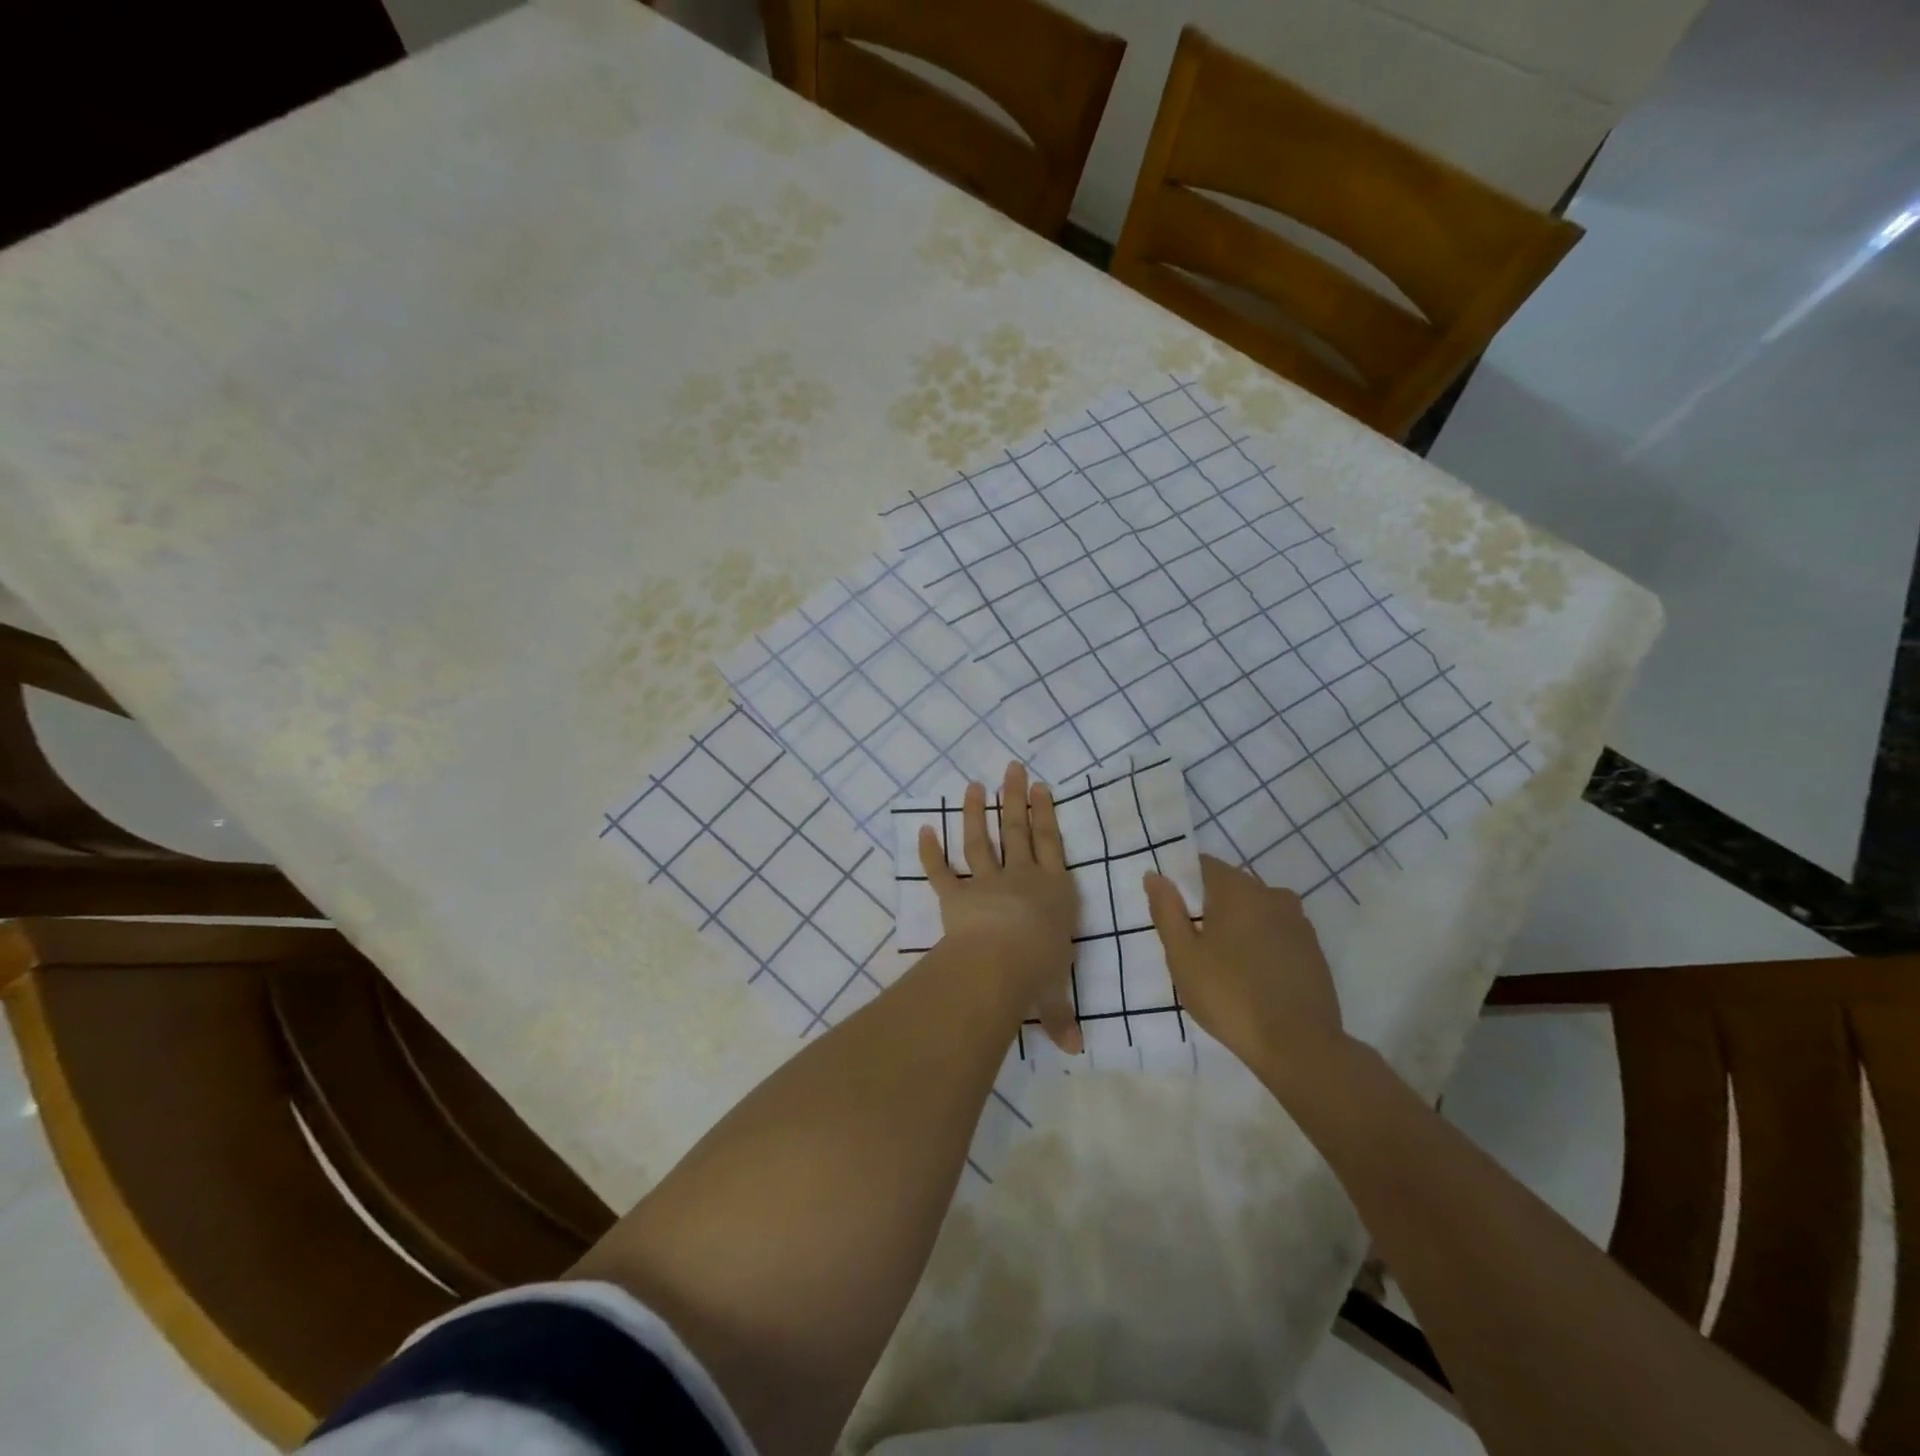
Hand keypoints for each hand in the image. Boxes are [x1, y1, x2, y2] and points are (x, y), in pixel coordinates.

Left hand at [919, 762, 1081, 1052]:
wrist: (1001, 962)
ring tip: (974, 784)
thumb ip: (1060, 1016)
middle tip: (1011, 767)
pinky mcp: (954, 895)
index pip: (1051, 844)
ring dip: (976, 811)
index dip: (1045, 813)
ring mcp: (986, 882)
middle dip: (1015, 797)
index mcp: (1053, 890)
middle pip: (1018, 829)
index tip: (1040, 786)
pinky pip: (940, 870)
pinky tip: (923, 828)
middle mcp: (1022, 878)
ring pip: (981, 839)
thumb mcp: (1054, 994)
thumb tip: (1074, 1050)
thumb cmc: (1038, 971)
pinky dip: (929, 851)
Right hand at [1143, 854, 1344, 1078]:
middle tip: (1193, 943)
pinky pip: (1277, 932)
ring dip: (1238, 924)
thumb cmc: (1229, 996)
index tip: (1173, 911)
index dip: (1183, 882)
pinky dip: (1261, 942)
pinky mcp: (1313, 950)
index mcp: (1238, 890)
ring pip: (1257, 909)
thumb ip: (1166, 911)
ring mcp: (1298, 922)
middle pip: (1232, 886)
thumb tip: (1154, 875)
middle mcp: (1272, 895)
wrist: (1299, 1046)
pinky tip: (1252, 974)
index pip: (1204, 865)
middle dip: (1210, 905)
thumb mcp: (1183, 956)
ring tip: (1223, 961)